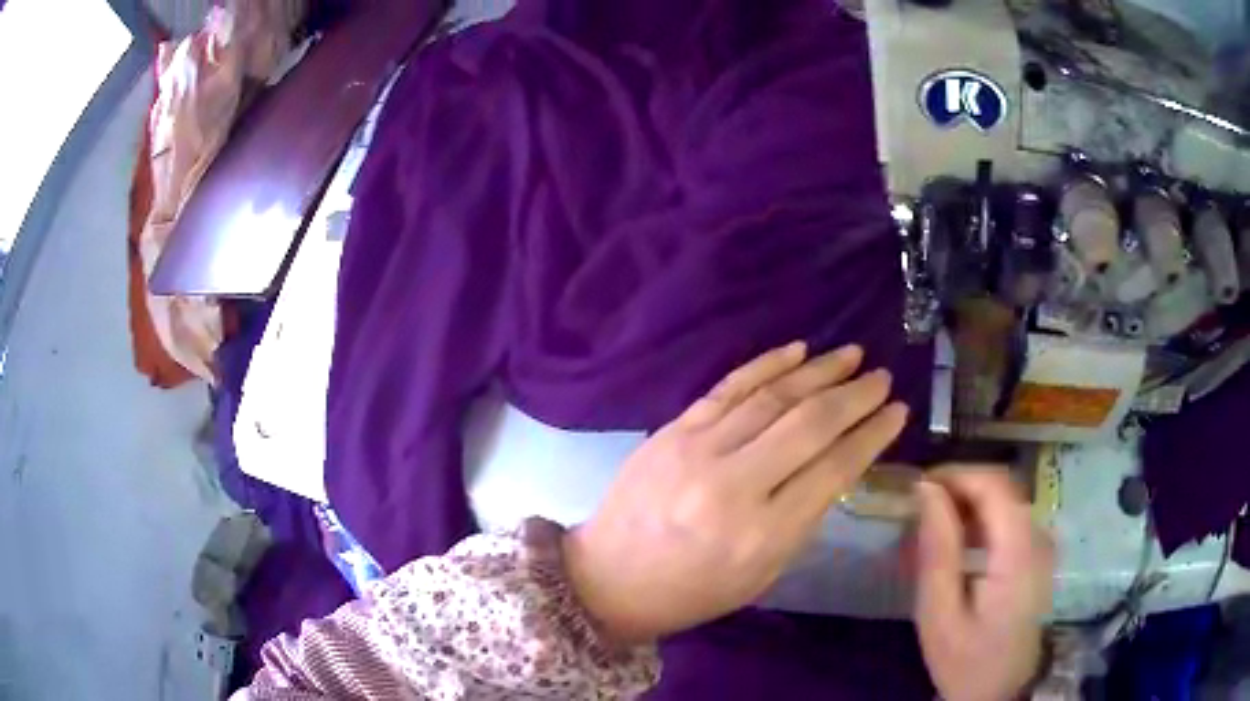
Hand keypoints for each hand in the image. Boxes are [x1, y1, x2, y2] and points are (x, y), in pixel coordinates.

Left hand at [563, 342, 908, 643]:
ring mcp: (698, 450)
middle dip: (855, 396)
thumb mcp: (762, 574)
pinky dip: (765, 365)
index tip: (897, 411)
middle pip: (810, 424)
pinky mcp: (673, 430)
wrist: (609, 577)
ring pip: (772, 397)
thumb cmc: (693, 591)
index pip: (835, 469)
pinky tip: (796, 351)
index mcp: (763, 534)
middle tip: (882, 377)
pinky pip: (727, 387)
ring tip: (851, 356)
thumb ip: (804, 519)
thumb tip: (838, 463)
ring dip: (818, 370)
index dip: (873, 435)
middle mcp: (734, 484)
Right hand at [913, 466, 1054, 700]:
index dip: (954, 474)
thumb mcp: (940, 614)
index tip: (916, 488)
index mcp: (1018, 551)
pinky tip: (955, 542)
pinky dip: (979, 519)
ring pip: (1004, 500)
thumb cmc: (965, 659)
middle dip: (957, 486)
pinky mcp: (1035, 555)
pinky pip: (1007, 519)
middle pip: (1001, 487)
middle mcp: (1037, 536)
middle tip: (917, 507)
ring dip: (966, 502)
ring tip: (929, 524)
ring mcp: (1040, 544)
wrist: (999, 691)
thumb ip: (938, 550)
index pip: (993, 484)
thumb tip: (926, 491)